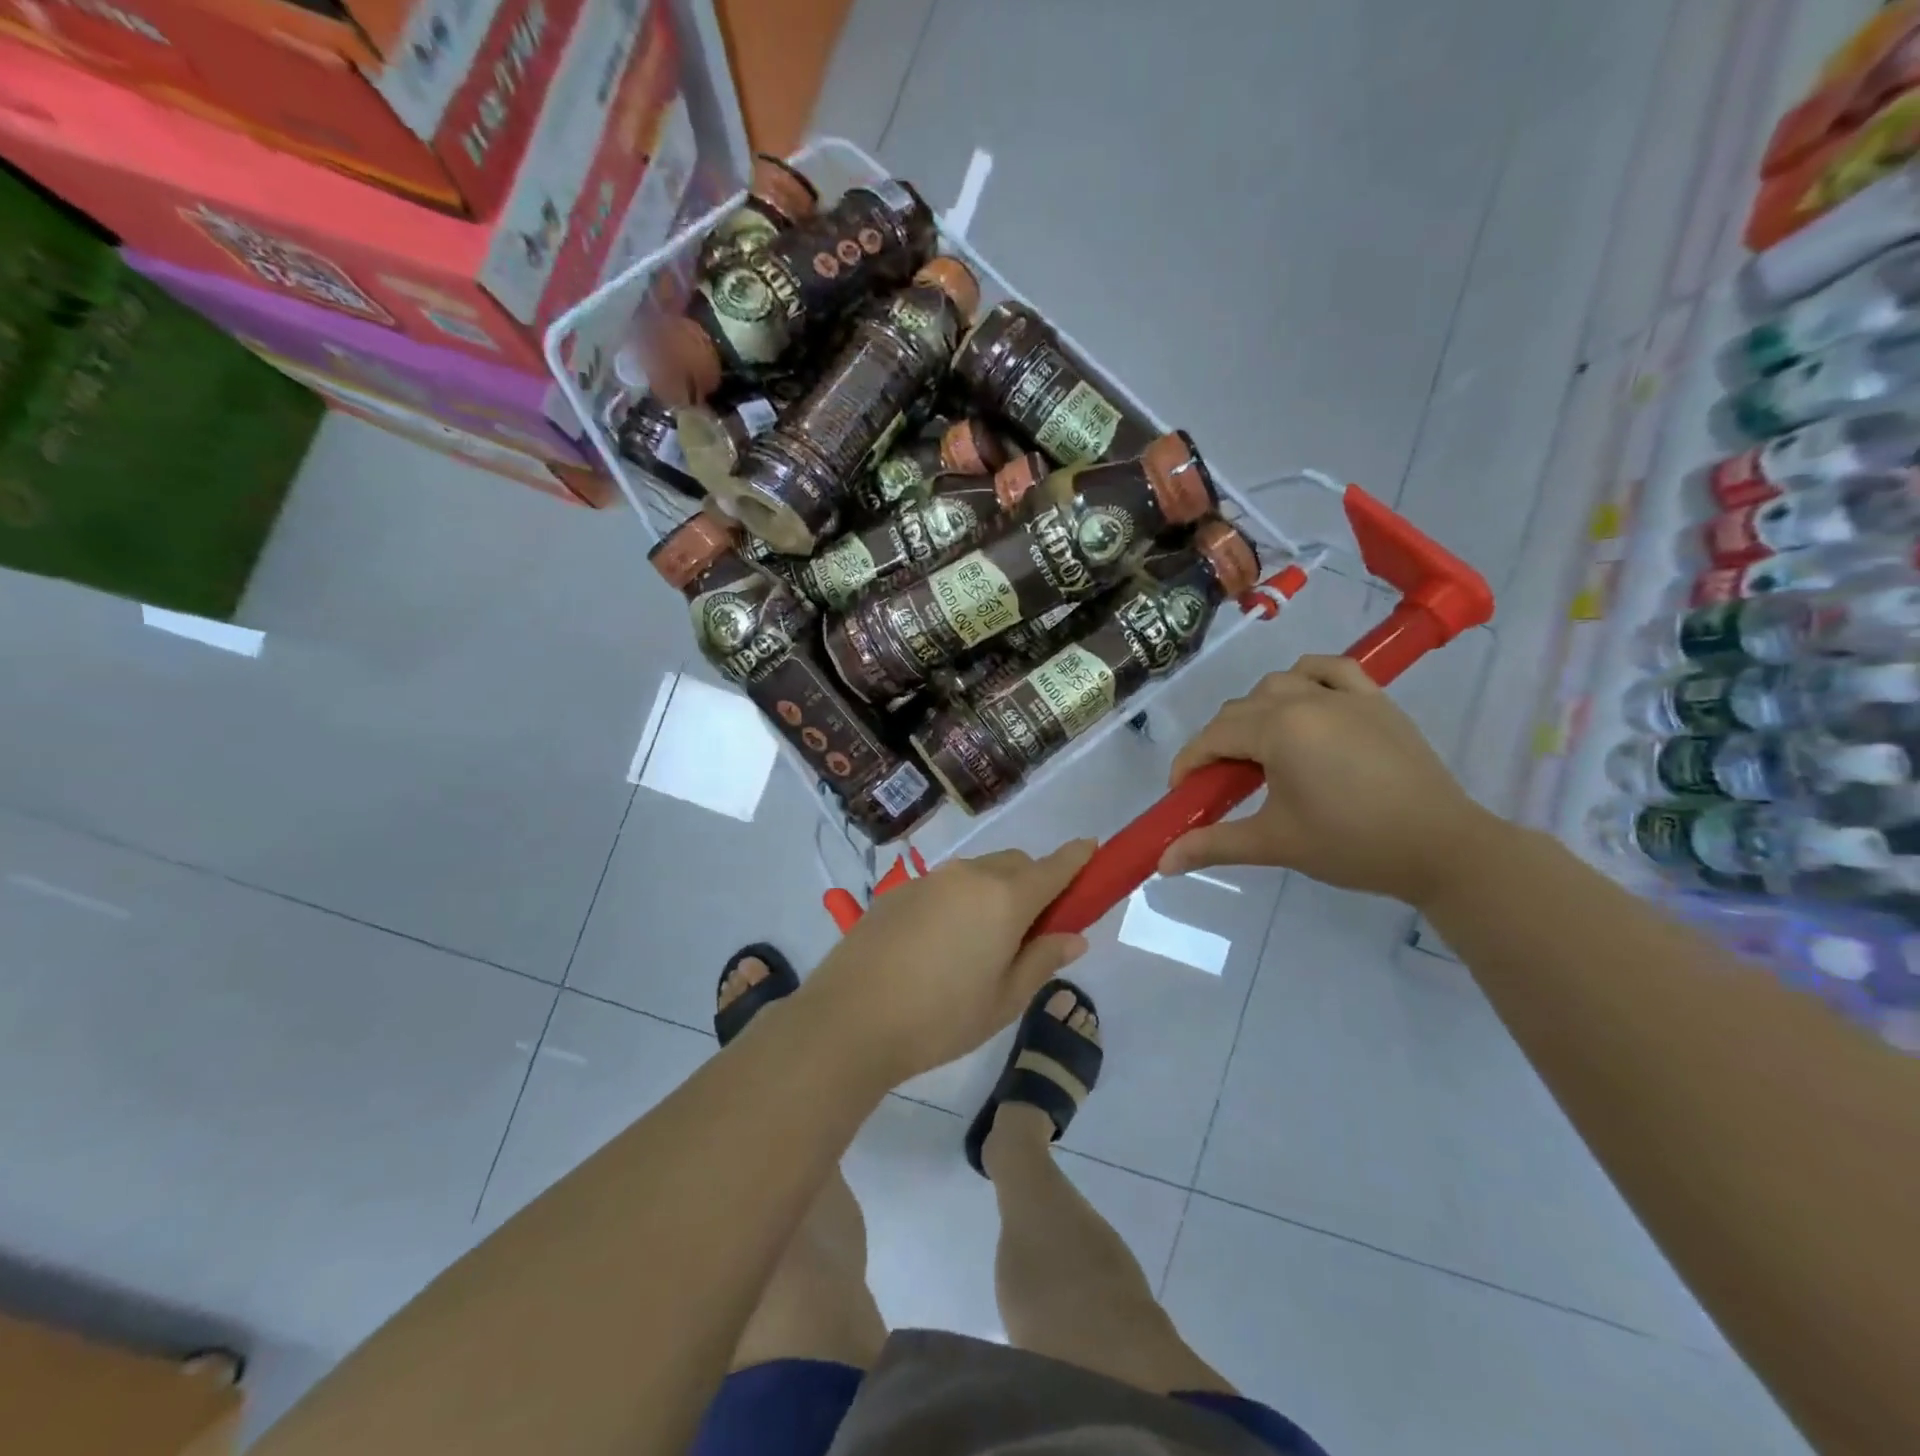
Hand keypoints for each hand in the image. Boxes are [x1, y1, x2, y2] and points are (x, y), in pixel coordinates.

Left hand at [798, 840, 1096, 1087]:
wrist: (850, 1018)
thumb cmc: (940, 1018)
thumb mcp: (1004, 1000)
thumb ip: (1042, 960)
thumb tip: (1074, 936)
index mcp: (1005, 898)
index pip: (1054, 866)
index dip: (1077, 858)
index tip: (1092, 851)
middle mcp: (970, 875)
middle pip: (1015, 864)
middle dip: (1034, 883)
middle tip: (1032, 930)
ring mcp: (930, 879)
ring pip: (978, 872)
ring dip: (995, 891)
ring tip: (982, 944)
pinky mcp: (899, 891)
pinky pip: (946, 885)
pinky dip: (960, 900)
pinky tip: (941, 945)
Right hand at [1159, 655, 1503, 908]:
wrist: (1442, 848)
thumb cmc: (1351, 844)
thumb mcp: (1274, 843)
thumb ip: (1213, 845)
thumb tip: (1161, 862)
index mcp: (1278, 729)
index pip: (1214, 737)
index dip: (1190, 763)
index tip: (1182, 793)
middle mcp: (1305, 700)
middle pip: (1240, 710)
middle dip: (1219, 744)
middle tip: (1222, 785)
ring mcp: (1344, 695)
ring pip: (1278, 684)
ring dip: (1257, 710)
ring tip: (1261, 748)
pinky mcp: (1375, 701)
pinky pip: (1330, 669)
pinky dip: (1307, 677)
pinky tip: (1304, 699)